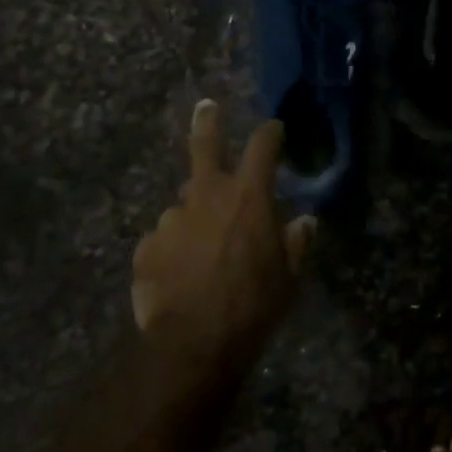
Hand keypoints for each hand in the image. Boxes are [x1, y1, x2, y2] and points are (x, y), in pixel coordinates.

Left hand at [132, 100, 315, 355]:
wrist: (195, 344)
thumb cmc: (253, 305)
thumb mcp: (288, 277)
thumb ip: (296, 243)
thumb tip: (304, 222)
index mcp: (248, 196)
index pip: (262, 147)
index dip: (270, 133)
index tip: (274, 128)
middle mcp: (206, 195)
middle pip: (204, 145)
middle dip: (207, 122)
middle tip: (206, 107)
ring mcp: (172, 218)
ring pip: (185, 206)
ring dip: (195, 217)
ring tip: (201, 254)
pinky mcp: (147, 245)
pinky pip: (165, 239)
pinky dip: (174, 249)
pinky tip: (180, 275)